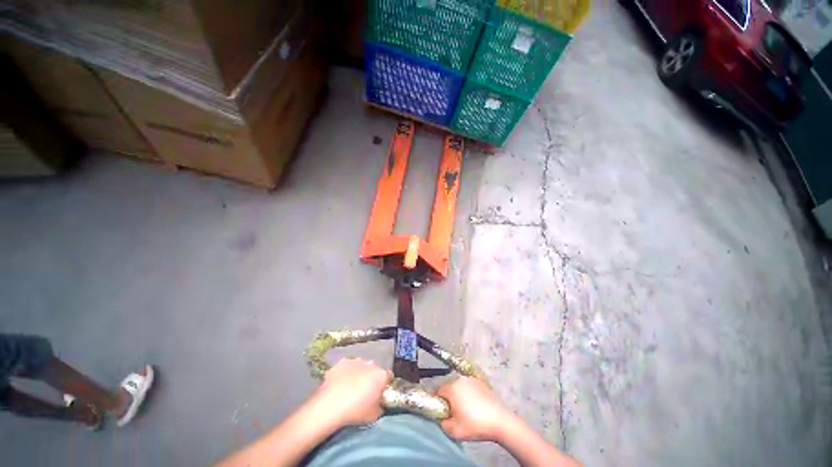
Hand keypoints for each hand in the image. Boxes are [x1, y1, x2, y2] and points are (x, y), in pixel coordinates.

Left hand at [312, 358, 391, 427]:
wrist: (329, 406)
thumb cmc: (355, 412)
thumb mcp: (374, 415)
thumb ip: (380, 405)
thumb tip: (379, 403)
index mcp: (381, 375)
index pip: (389, 377)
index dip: (385, 385)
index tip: (380, 394)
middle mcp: (371, 364)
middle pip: (375, 370)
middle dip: (371, 378)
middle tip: (365, 392)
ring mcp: (356, 361)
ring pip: (361, 366)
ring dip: (359, 373)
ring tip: (351, 388)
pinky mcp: (341, 362)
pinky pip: (347, 366)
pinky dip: (346, 372)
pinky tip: (340, 383)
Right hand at [437, 376, 512, 441]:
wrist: (499, 421)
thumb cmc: (475, 425)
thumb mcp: (453, 430)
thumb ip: (441, 422)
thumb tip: (441, 416)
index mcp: (451, 387)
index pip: (438, 391)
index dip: (438, 402)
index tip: (443, 412)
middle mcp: (460, 379)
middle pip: (448, 386)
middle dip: (448, 398)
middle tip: (454, 412)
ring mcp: (471, 379)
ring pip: (458, 386)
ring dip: (458, 394)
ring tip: (465, 409)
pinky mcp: (480, 382)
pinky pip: (468, 386)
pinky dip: (468, 393)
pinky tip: (475, 405)